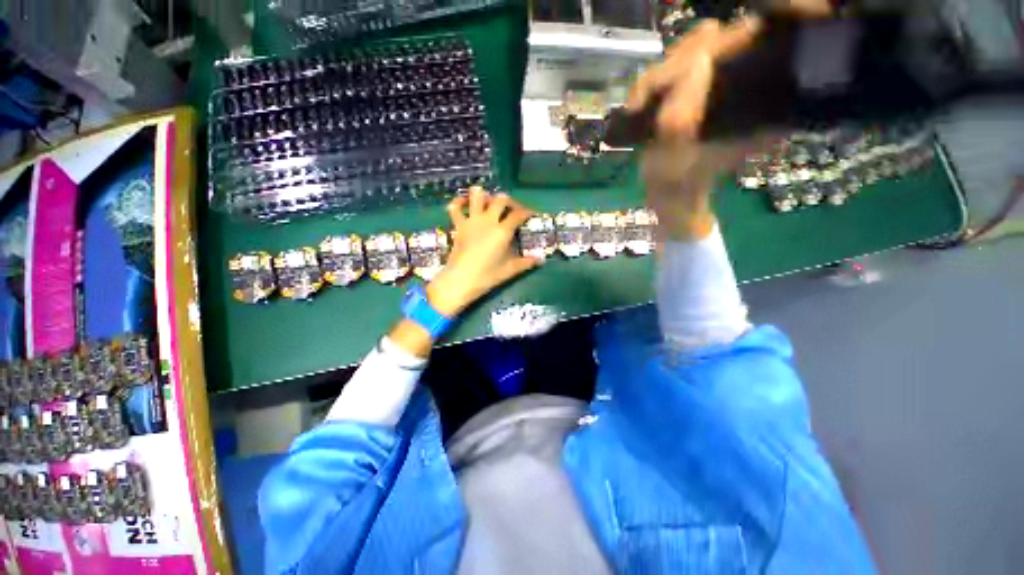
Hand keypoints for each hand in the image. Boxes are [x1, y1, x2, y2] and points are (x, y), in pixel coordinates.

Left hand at [426, 186, 539, 315]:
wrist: (460, 280)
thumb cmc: (487, 276)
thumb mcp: (509, 270)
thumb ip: (526, 263)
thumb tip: (541, 260)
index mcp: (502, 231)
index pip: (518, 214)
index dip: (527, 212)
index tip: (531, 215)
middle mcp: (488, 220)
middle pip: (501, 199)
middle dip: (509, 202)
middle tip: (512, 210)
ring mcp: (472, 221)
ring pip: (477, 195)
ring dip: (485, 196)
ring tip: (490, 204)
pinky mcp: (458, 225)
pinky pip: (455, 207)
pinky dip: (459, 202)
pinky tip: (465, 203)